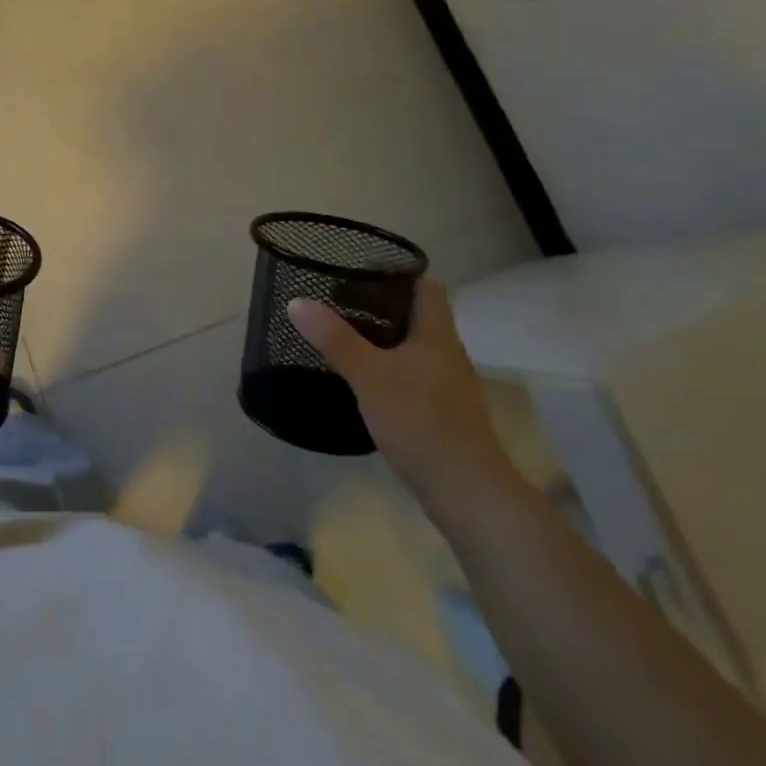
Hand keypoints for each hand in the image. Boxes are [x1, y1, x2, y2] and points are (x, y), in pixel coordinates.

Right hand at [288, 279, 523, 523]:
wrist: (468, 494)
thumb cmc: (421, 421)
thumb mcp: (369, 375)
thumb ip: (334, 338)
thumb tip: (297, 301)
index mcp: (437, 334)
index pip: (427, 287)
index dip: (399, 274)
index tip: (362, 272)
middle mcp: (447, 354)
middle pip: (418, 316)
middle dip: (382, 307)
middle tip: (340, 302)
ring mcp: (449, 387)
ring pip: (414, 348)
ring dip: (384, 340)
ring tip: (345, 337)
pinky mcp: (443, 415)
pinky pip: (414, 376)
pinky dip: (390, 369)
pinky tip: (365, 381)